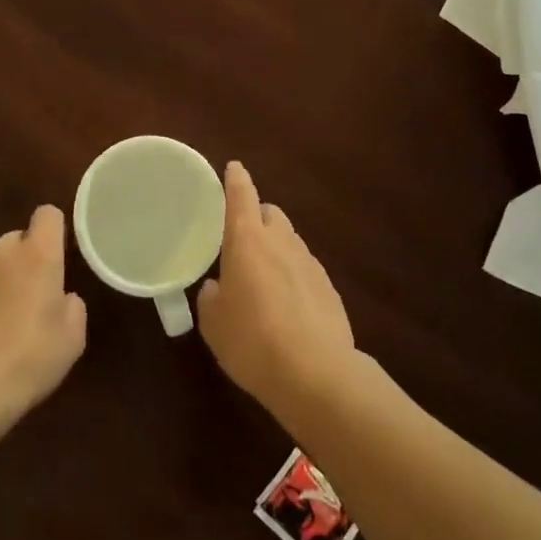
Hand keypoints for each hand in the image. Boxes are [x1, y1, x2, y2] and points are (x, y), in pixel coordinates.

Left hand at [0, 205, 86, 414]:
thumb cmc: (29, 359)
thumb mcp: (72, 338)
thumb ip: (71, 306)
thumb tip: (62, 298)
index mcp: (37, 255)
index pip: (47, 215)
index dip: (52, 231)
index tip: (55, 254)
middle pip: (14, 241)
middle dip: (21, 262)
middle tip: (27, 299)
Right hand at [197, 162, 356, 413]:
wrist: (316, 372)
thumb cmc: (252, 341)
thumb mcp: (214, 323)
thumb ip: (211, 297)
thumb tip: (217, 287)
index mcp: (247, 240)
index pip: (241, 196)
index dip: (236, 179)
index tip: (234, 167)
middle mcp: (281, 241)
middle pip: (270, 212)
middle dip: (257, 216)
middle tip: (241, 239)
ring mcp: (309, 262)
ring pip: (289, 240)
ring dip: (275, 247)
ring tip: (262, 277)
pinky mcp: (328, 287)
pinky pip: (304, 268)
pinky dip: (292, 274)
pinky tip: (286, 304)